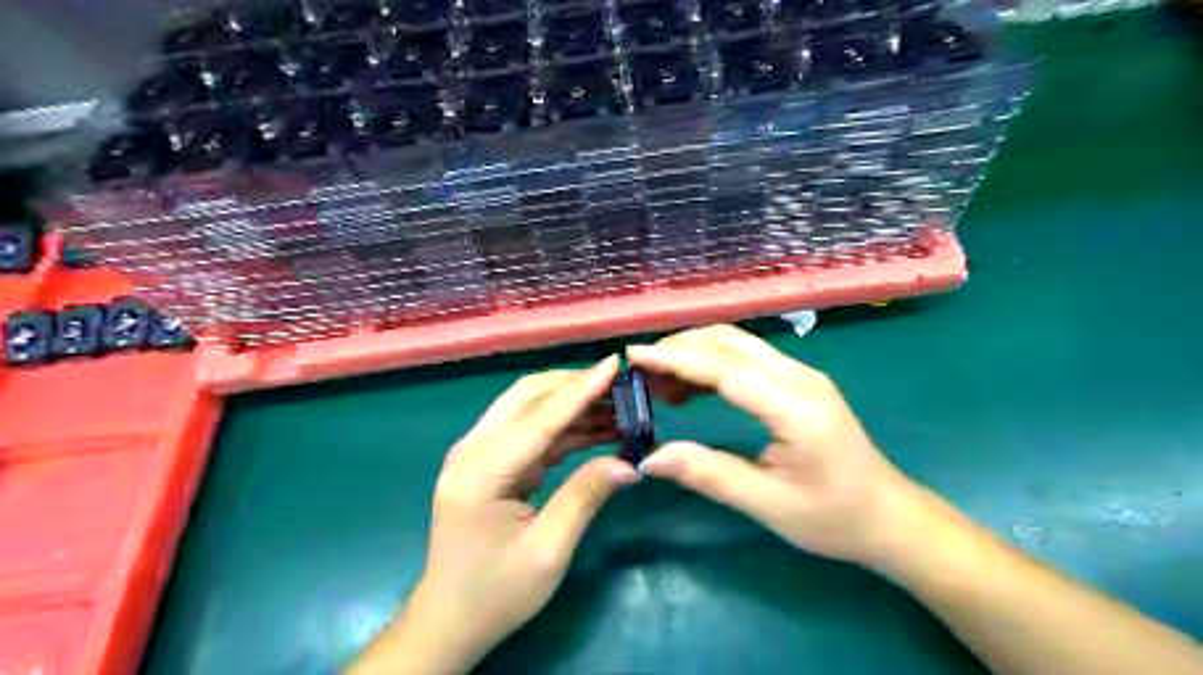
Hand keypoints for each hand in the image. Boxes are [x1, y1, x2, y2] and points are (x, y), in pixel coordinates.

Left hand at [350, 357, 638, 672]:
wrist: (449, 620)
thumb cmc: (496, 593)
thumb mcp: (548, 550)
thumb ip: (585, 496)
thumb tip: (630, 462)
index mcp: (481, 472)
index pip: (539, 418)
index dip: (581, 389)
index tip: (615, 364)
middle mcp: (473, 450)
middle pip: (527, 397)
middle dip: (575, 386)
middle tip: (622, 386)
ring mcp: (477, 453)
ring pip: (529, 408)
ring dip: (572, 403)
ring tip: (619, 407)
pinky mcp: (489, 462)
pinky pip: (530, 431)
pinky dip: (564, 426)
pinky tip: (597, 429)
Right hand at [630, 325, 922, 567]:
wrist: (889, 517)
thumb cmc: (833, 518)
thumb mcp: (768, 505)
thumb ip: (709, 475)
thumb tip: (650, 458)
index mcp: (795, 406)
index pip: (724, 368)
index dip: (675, 358)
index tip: (632, 356)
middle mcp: (799, 377)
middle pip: (729, 342)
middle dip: (679, 348)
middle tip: (639, 372)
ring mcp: (801, 375)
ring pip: (737, 344)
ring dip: (694, 352)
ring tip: (657, 380)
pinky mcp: (798, 382)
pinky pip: (747, 358)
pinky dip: (711, 363)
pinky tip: (689, 387)